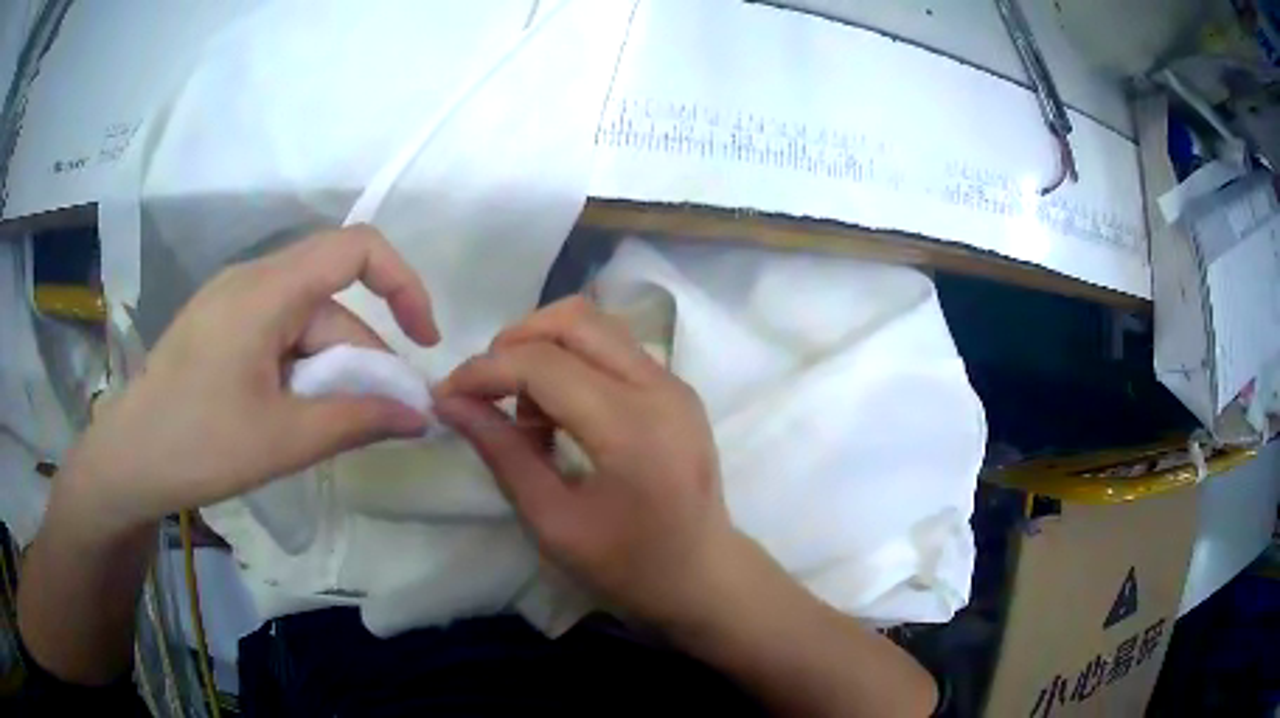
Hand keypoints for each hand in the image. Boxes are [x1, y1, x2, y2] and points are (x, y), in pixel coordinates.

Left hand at [58, 225, 438, 539]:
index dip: (403, 282)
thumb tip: (421, 415)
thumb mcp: (284, 439)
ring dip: (330, 371)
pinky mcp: (220, 326)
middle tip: (381, 420)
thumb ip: (358, 420)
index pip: (356, 248)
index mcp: (266, 289)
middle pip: (330, 301)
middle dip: (363, 357)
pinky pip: (278, 333)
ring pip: (304, 323)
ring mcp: (232, 301)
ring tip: (329, 428)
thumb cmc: (199, 444)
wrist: (128, 459)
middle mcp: (252, 279)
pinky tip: (294, 412)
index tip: (424, 340)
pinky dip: (301, 369)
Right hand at [434, 297, 752, 627]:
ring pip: (594, 325)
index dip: (484, 371)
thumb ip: (503, 454)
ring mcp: (674, 383)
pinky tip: (560, 412)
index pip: (542, 364)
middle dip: (513, 343)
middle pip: (573, 320)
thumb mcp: (553, 523)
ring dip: (543, 349)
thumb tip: (451, 404)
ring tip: (526, 412)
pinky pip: (613, 347)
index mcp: (632, 428)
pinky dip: (572, 361)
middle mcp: (660, 388)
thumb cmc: (630, 567)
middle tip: (485, 392)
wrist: (704, 576)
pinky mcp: (676, 389)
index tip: (446, 396)